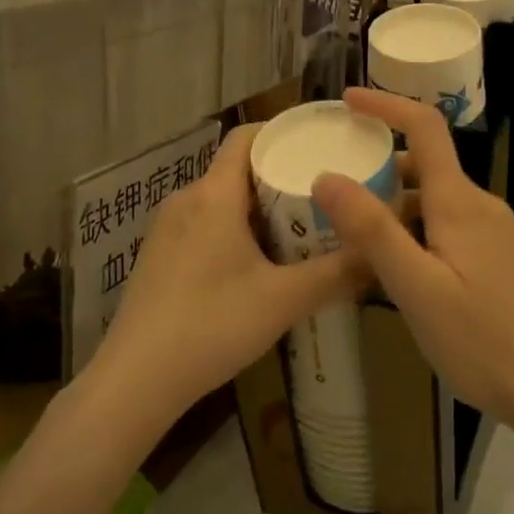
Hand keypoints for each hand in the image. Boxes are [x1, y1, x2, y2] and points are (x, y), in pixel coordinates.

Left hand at [83, 123, 364, 433]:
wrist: (134, 380)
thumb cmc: (212, 325)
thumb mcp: (283, 301)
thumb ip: (336, 274)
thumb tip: (379, 253)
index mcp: (214, 194)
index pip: (246, 137)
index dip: (282, 133)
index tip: (319, 144)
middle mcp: (186, 199)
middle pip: (238, 169)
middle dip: (280, 177)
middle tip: (323, 196)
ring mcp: (166, 228)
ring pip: (221, 200)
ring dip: (258, 208)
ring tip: (298, 231)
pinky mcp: (157, 256)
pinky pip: (203, 224)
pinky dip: (233, 229)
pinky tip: (255, 265)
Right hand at [311, 88, 513, 429]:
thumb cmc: (482, 338)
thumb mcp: (415, 286)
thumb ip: (372, 230)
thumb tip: (327, 176)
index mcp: (459, 201)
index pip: (425, 127)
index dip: (387, 105)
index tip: (347, 100)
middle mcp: (478, 206)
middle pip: (425, 165)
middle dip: (379, 165)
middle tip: (332, 186)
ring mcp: (491, 233)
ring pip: (433, 200)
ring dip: (393, 204)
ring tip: (349, 232)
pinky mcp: (495, 259)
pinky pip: (445, 226)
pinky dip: (412, 230)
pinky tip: (392, 267)